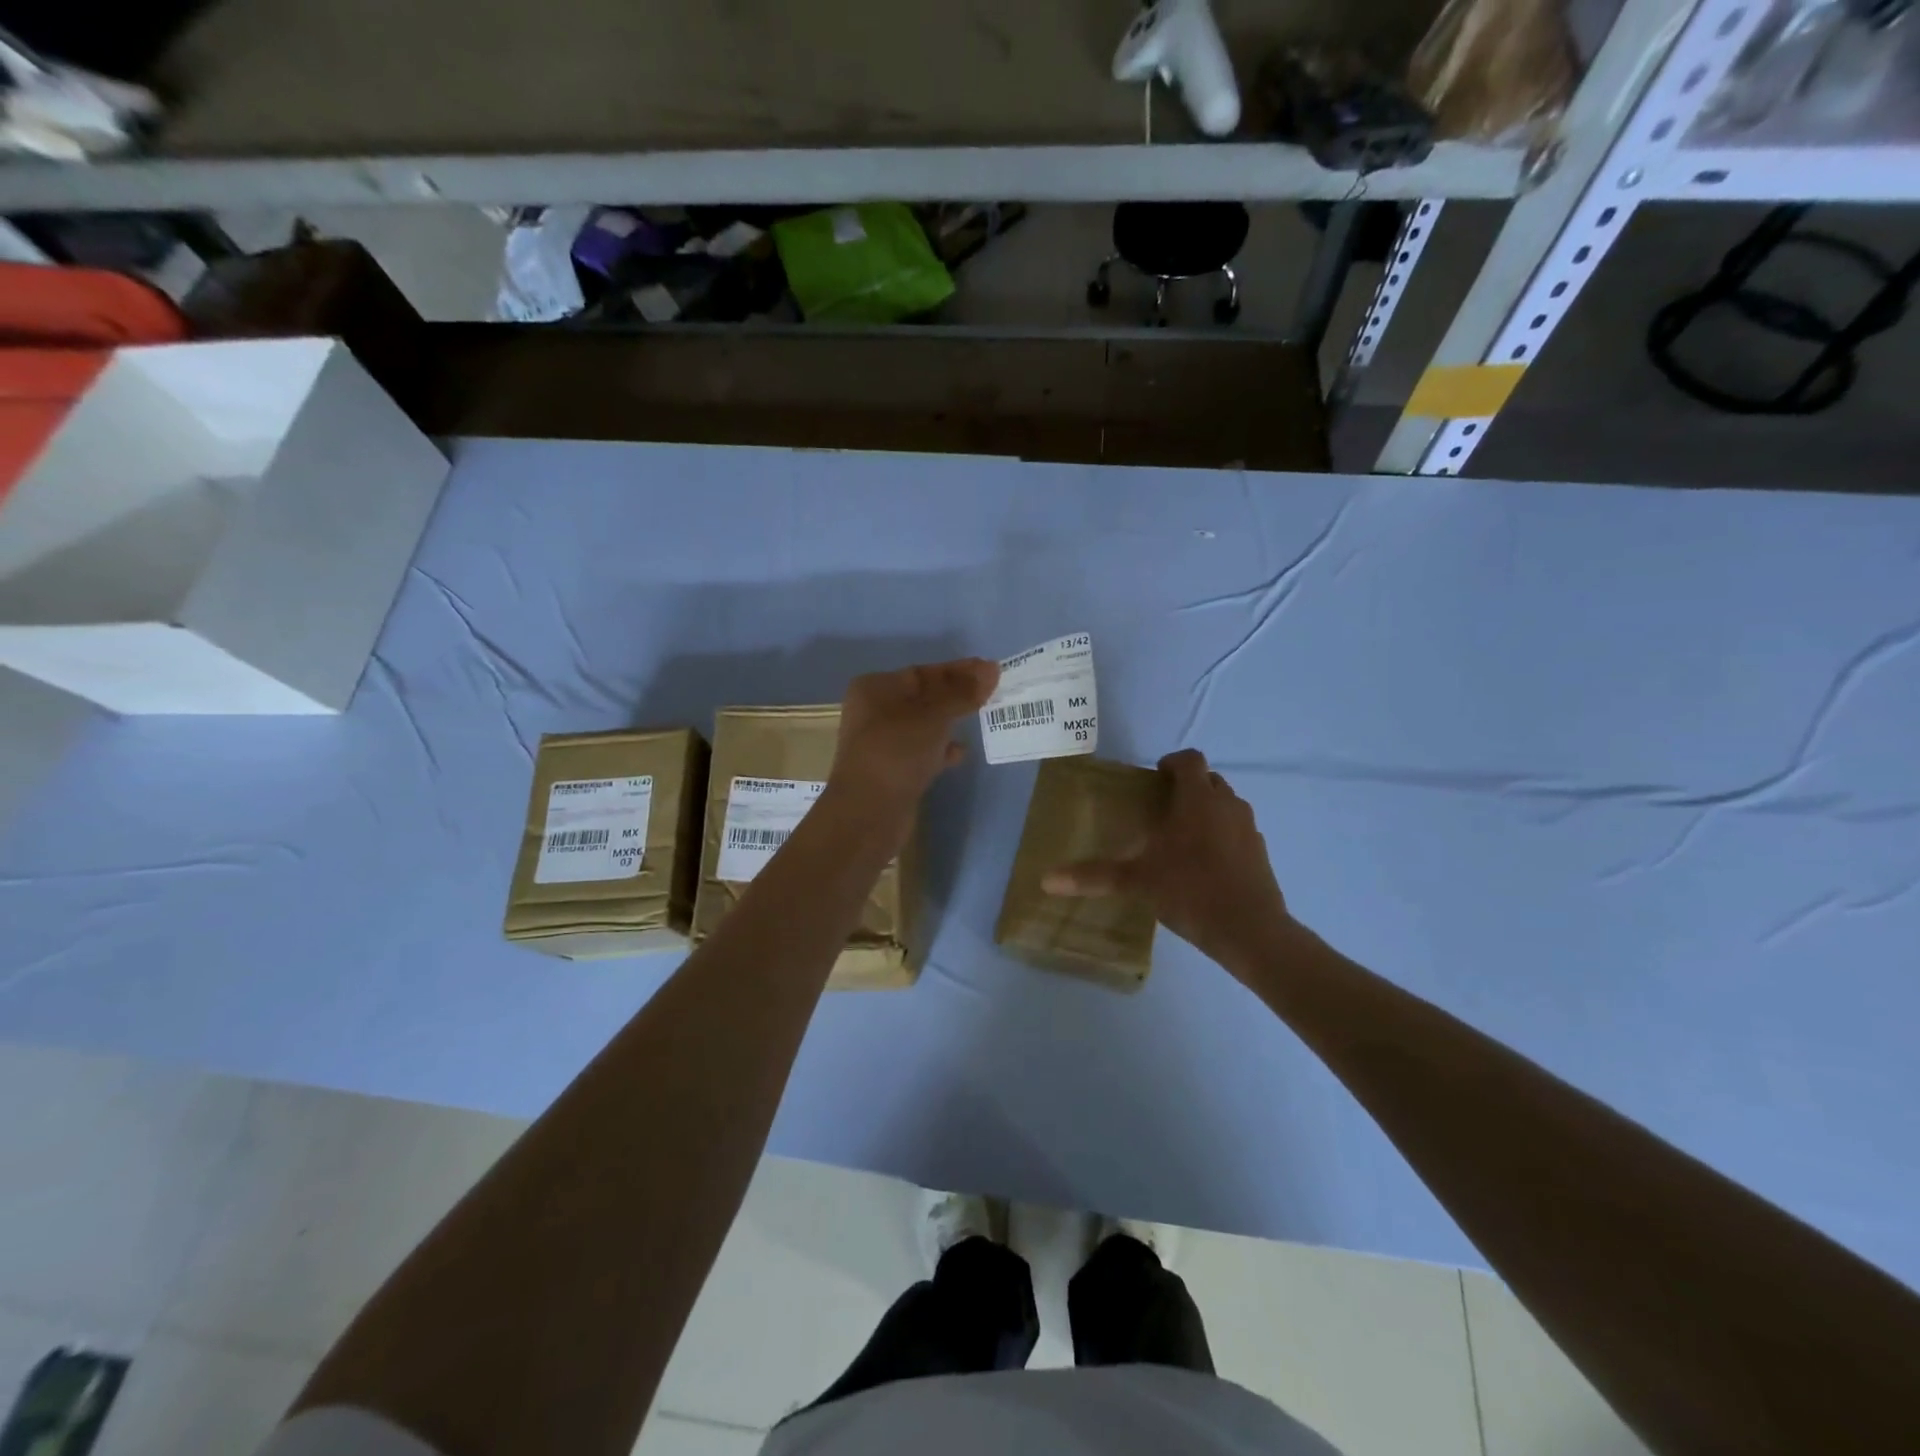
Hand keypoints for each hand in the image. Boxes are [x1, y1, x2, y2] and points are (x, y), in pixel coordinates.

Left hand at [826, 658, 1000, 829]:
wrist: (868, 814)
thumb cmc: (896, 752)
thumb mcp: (933, 716)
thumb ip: (962, 693)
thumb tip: (990, 669)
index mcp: (875, 689)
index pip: (922, 672)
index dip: (958, 670)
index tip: (991, 670)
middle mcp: (875, 712)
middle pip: (924, 697)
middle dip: (957, 695)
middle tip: (993, 692)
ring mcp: (883, 743)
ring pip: (925, 726)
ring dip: (952, 722)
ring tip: (983, 718)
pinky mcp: (893, 771)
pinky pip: (923, 752)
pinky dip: (942, 750)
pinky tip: (961, 753)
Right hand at [1042, 748, 1291, 976]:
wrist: (1249, 930)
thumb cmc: (1190, 890)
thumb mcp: (1136, 882)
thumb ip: (1093, 876)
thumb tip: (1046, 880)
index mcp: (1198, 799)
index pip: (1190, 760)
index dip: (1172, 762)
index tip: (1155, 777)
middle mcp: (1227, 805)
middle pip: (1209, 780)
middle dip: (1188, 787)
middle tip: (1162, 809)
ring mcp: (1249, 828)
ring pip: (1227, 805)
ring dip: (1207, 811)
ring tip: (1182, 838)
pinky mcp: (1261, 853)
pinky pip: (1239, 832)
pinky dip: (1223, 837)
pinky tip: (1206, 866)